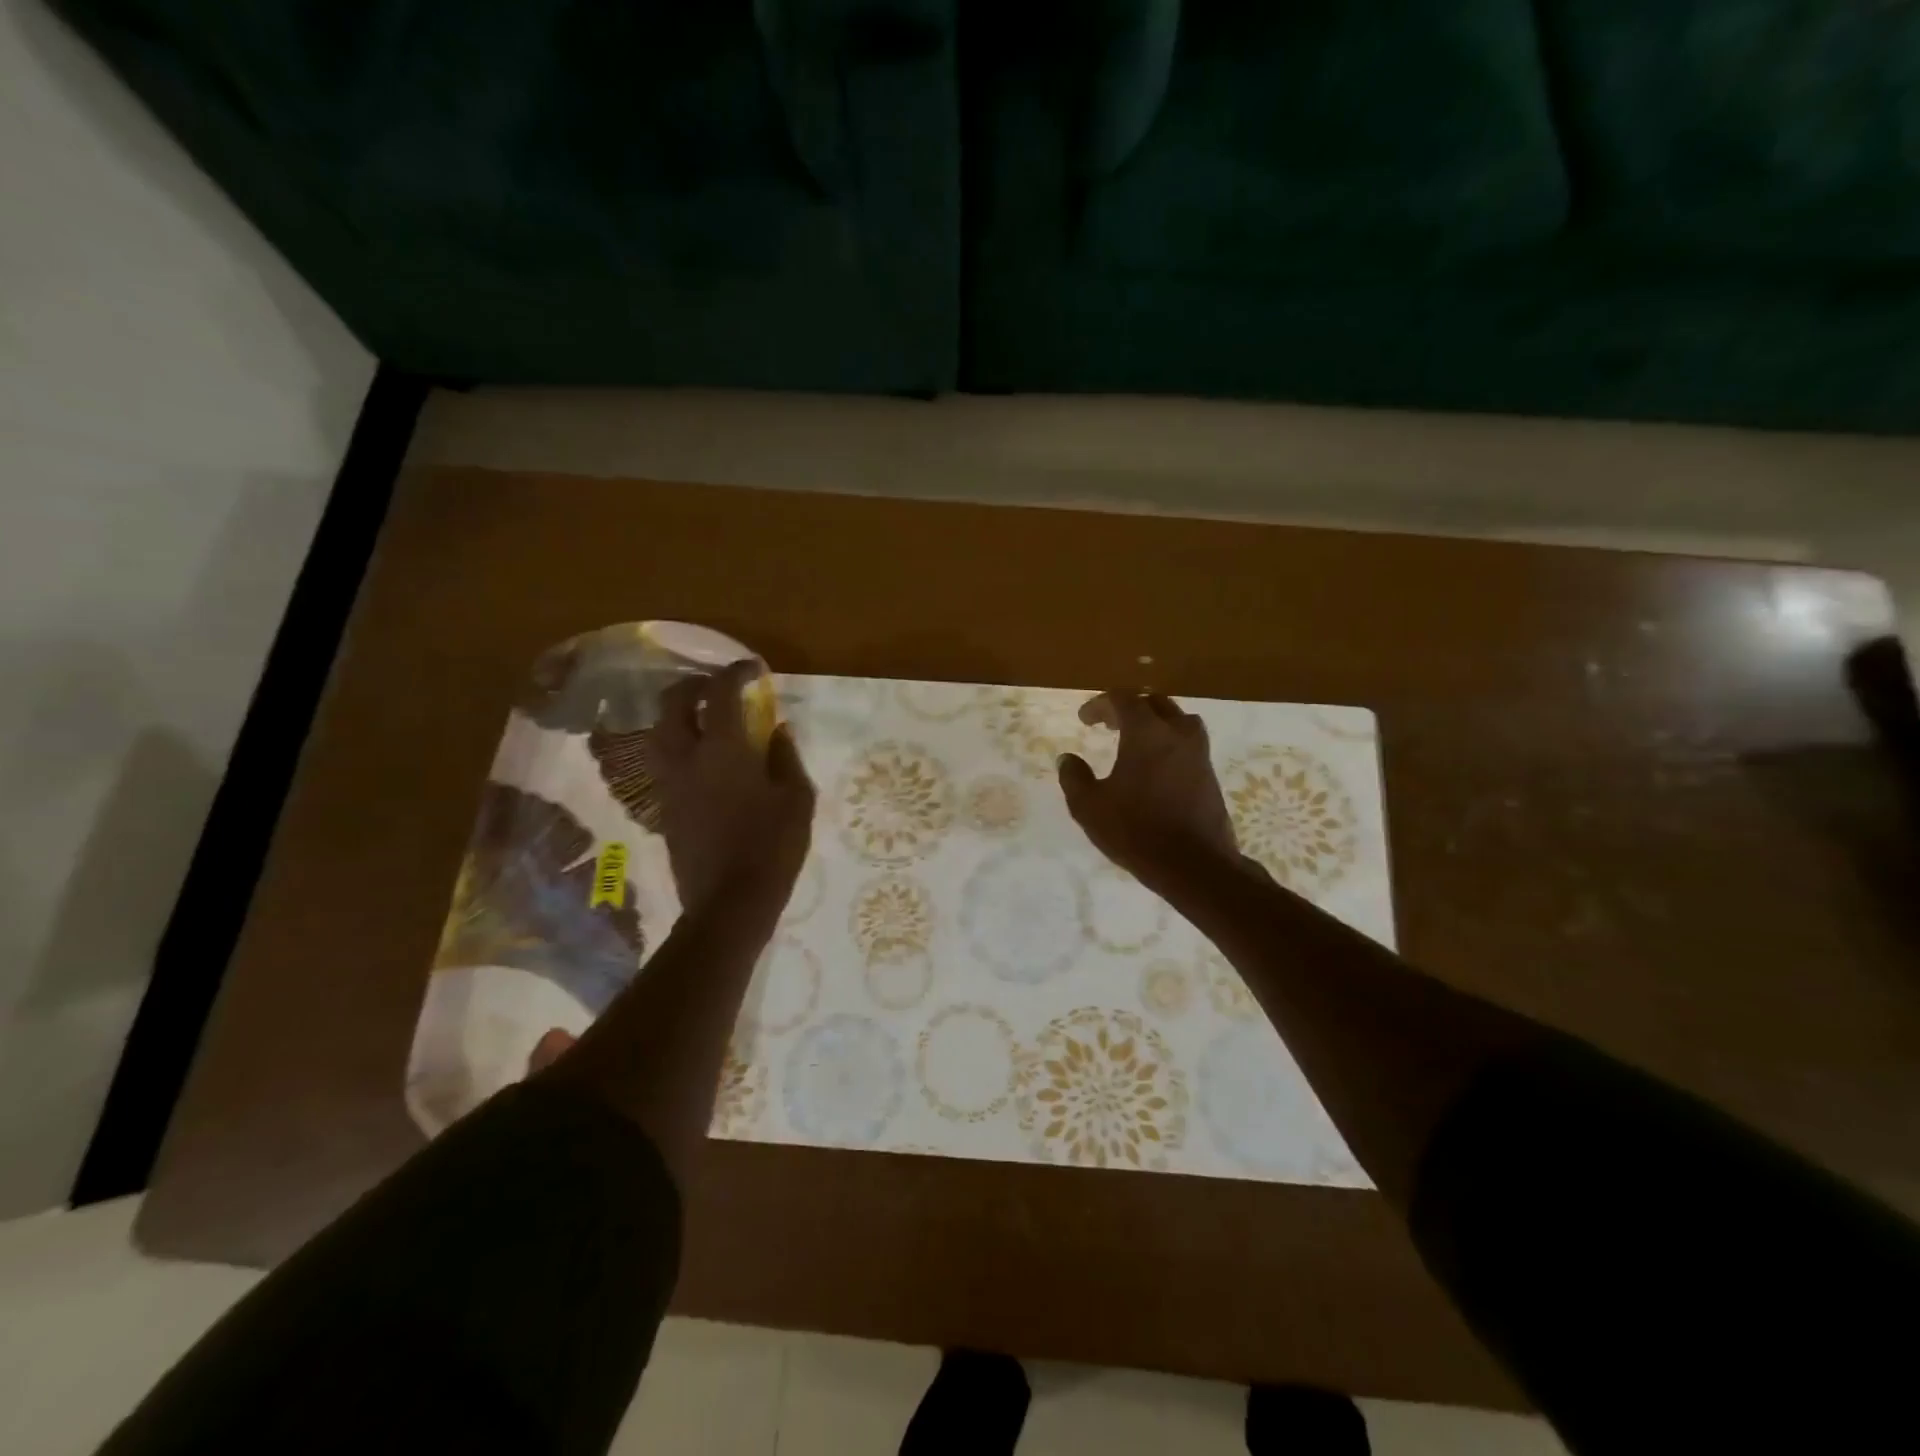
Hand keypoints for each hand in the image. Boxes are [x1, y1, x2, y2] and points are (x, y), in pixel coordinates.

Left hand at [653, 661, 815, 918]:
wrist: (729, 902)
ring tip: (704, 717)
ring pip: (659, 731)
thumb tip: (777, 729)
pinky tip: (701, 756)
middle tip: (719, 686)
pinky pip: (663, 760)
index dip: (735, 672)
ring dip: (678, 714)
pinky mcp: (664, 806)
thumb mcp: (796, 799)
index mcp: (723, 749)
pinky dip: (678, 743)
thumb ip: (785, 757)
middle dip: (694, 685)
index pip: (720, 693)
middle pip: (673, 704)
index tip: (753, 668)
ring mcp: (669, 783)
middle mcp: (686, 757)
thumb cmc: (772, 847)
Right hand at [1058, 692, 1242, 892]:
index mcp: (1146, 732)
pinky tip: (1155, 767)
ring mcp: (1199, 753)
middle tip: (1109, 724)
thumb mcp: (1089, 806)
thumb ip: (1074, 777)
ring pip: (1178, 721)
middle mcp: (1177, 733)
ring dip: (1155, 723)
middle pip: (1154, 703)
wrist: (1194, 864)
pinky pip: (1188, 744)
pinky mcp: (1210, 774)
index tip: (1084, 719)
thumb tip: (1068, 759)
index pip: (1123, 699)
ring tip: (1136, 741)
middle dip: (1129, 708)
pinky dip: (1169, 744)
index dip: (1100, 704)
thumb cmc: (1136, 830)